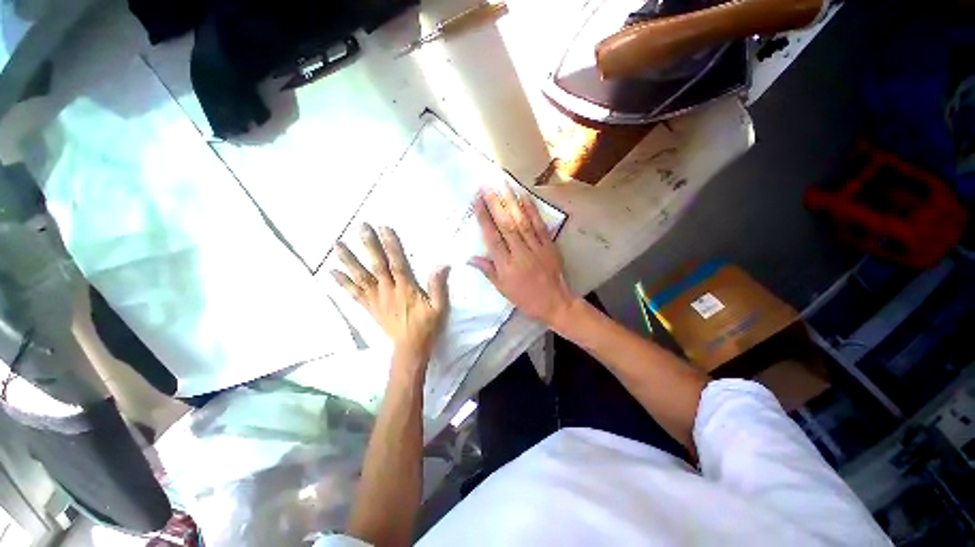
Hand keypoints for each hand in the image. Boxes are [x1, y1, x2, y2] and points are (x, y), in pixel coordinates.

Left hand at [331, 224, 450, 366]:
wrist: (410, 348)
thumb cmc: (427, 326)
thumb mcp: (439, 307)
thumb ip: (438, 286)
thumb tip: (442, 265)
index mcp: (406, 289)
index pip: (397, 263)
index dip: (391, 245)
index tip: (384, 228)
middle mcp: (388, 291)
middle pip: (377, 265)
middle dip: (368, 246)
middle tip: (360, 227)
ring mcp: (377, 300)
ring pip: (361, 277)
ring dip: (349, 261)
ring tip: (337, 245)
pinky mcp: (370, 308)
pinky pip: (355, 294)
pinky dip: (343, 283)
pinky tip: (332, 272)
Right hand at [469, 186, 577, 327]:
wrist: (555, 302)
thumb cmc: (525, 297)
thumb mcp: (503, 289)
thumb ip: (488, 270)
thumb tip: (470, 258)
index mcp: (506, 266)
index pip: (492, 238)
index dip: (484, 218)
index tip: (477, 200)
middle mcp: (520, 253)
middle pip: (506, 225)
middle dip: (495, 204)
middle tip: (487, 186)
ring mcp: (536, 247)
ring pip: (522, 222)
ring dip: (512, 202)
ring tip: (503, 185)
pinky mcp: (549, 244)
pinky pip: (539, 225)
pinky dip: (532, 210)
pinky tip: (524, 197)